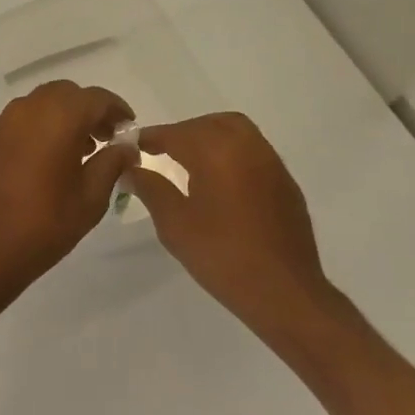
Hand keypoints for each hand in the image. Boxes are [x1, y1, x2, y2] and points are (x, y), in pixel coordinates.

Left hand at [0, 81, 136, 296]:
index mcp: (58, 117)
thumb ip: (112, 163)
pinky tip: (44, 161)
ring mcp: (0, 124)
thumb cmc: (46, 224)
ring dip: (61, 118)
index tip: (128, 129)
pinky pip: (18, 123)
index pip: (96, 98)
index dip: (117, 110)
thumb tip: (125, 147)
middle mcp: (27, 110)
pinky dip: (37, 130)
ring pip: (39, 105)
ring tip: (77, 151)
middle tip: (104, 139)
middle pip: (65, 94)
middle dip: (88, 111)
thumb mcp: (91, 197)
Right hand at [125, 113, 337, 336]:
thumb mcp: (175, 224)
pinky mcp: (285, 183)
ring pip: (237, 132)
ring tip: (189, 163)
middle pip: (211, 123)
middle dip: (184, 132)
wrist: (283, 291)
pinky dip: (231, 154)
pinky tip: (220, 183)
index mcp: (218, 152)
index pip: (177, 133)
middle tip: (162, 151)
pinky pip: (254, 152)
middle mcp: (248, 147)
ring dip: (210, 138)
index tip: (133, 145)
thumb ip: (151, 189)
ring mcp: (272, 164)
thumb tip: (129, 169)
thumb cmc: (222, 256)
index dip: (152, 137)